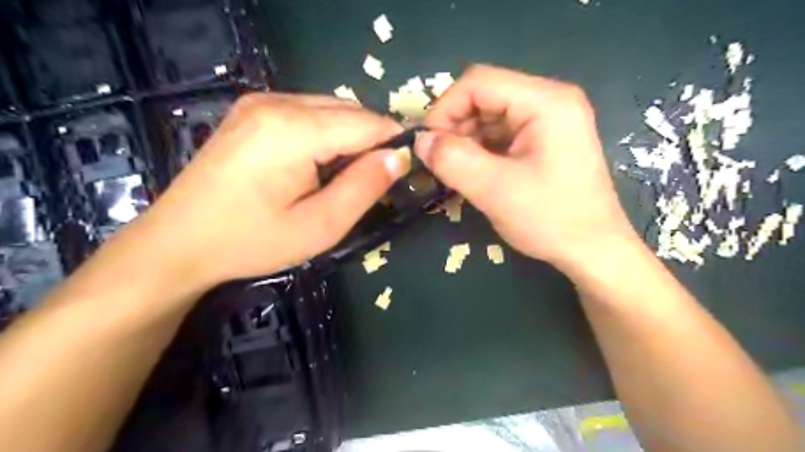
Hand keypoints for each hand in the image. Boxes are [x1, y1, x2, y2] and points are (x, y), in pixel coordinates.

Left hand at [126, 93, 409, 290]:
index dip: (394, 143)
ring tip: (344, 176)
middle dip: (372, 141)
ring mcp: (260, 101)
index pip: (368, 123)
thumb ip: (365, 187)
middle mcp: (277, 101)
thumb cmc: (252, 241)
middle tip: (374, 181)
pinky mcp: (250, 111)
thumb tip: (399, 157)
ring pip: (330, 109)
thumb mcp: (320, 226)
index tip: (405, 170)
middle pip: (350, 111)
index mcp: (295, 129)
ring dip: (349, 137)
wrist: (178, 242)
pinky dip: (326, 133)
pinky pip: (307, 112)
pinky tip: (316, 163)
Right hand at [416, 66, 635, 270]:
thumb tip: (419, 141)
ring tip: (454, 171)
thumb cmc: (550, 219)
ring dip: (465, 141)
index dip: (444, 109)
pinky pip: (501, 135)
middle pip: (484, 97)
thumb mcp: (494, 189)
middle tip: (438, 162)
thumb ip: (452, 160)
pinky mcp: (544, 141)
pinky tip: (473, 172)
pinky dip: (480, 150)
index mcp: (545, 101)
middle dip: (455, 127)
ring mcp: (549, 121)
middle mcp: (549, 101)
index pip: (478, 83)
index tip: (427, 145)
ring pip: (490, 117)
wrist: (593, 251)